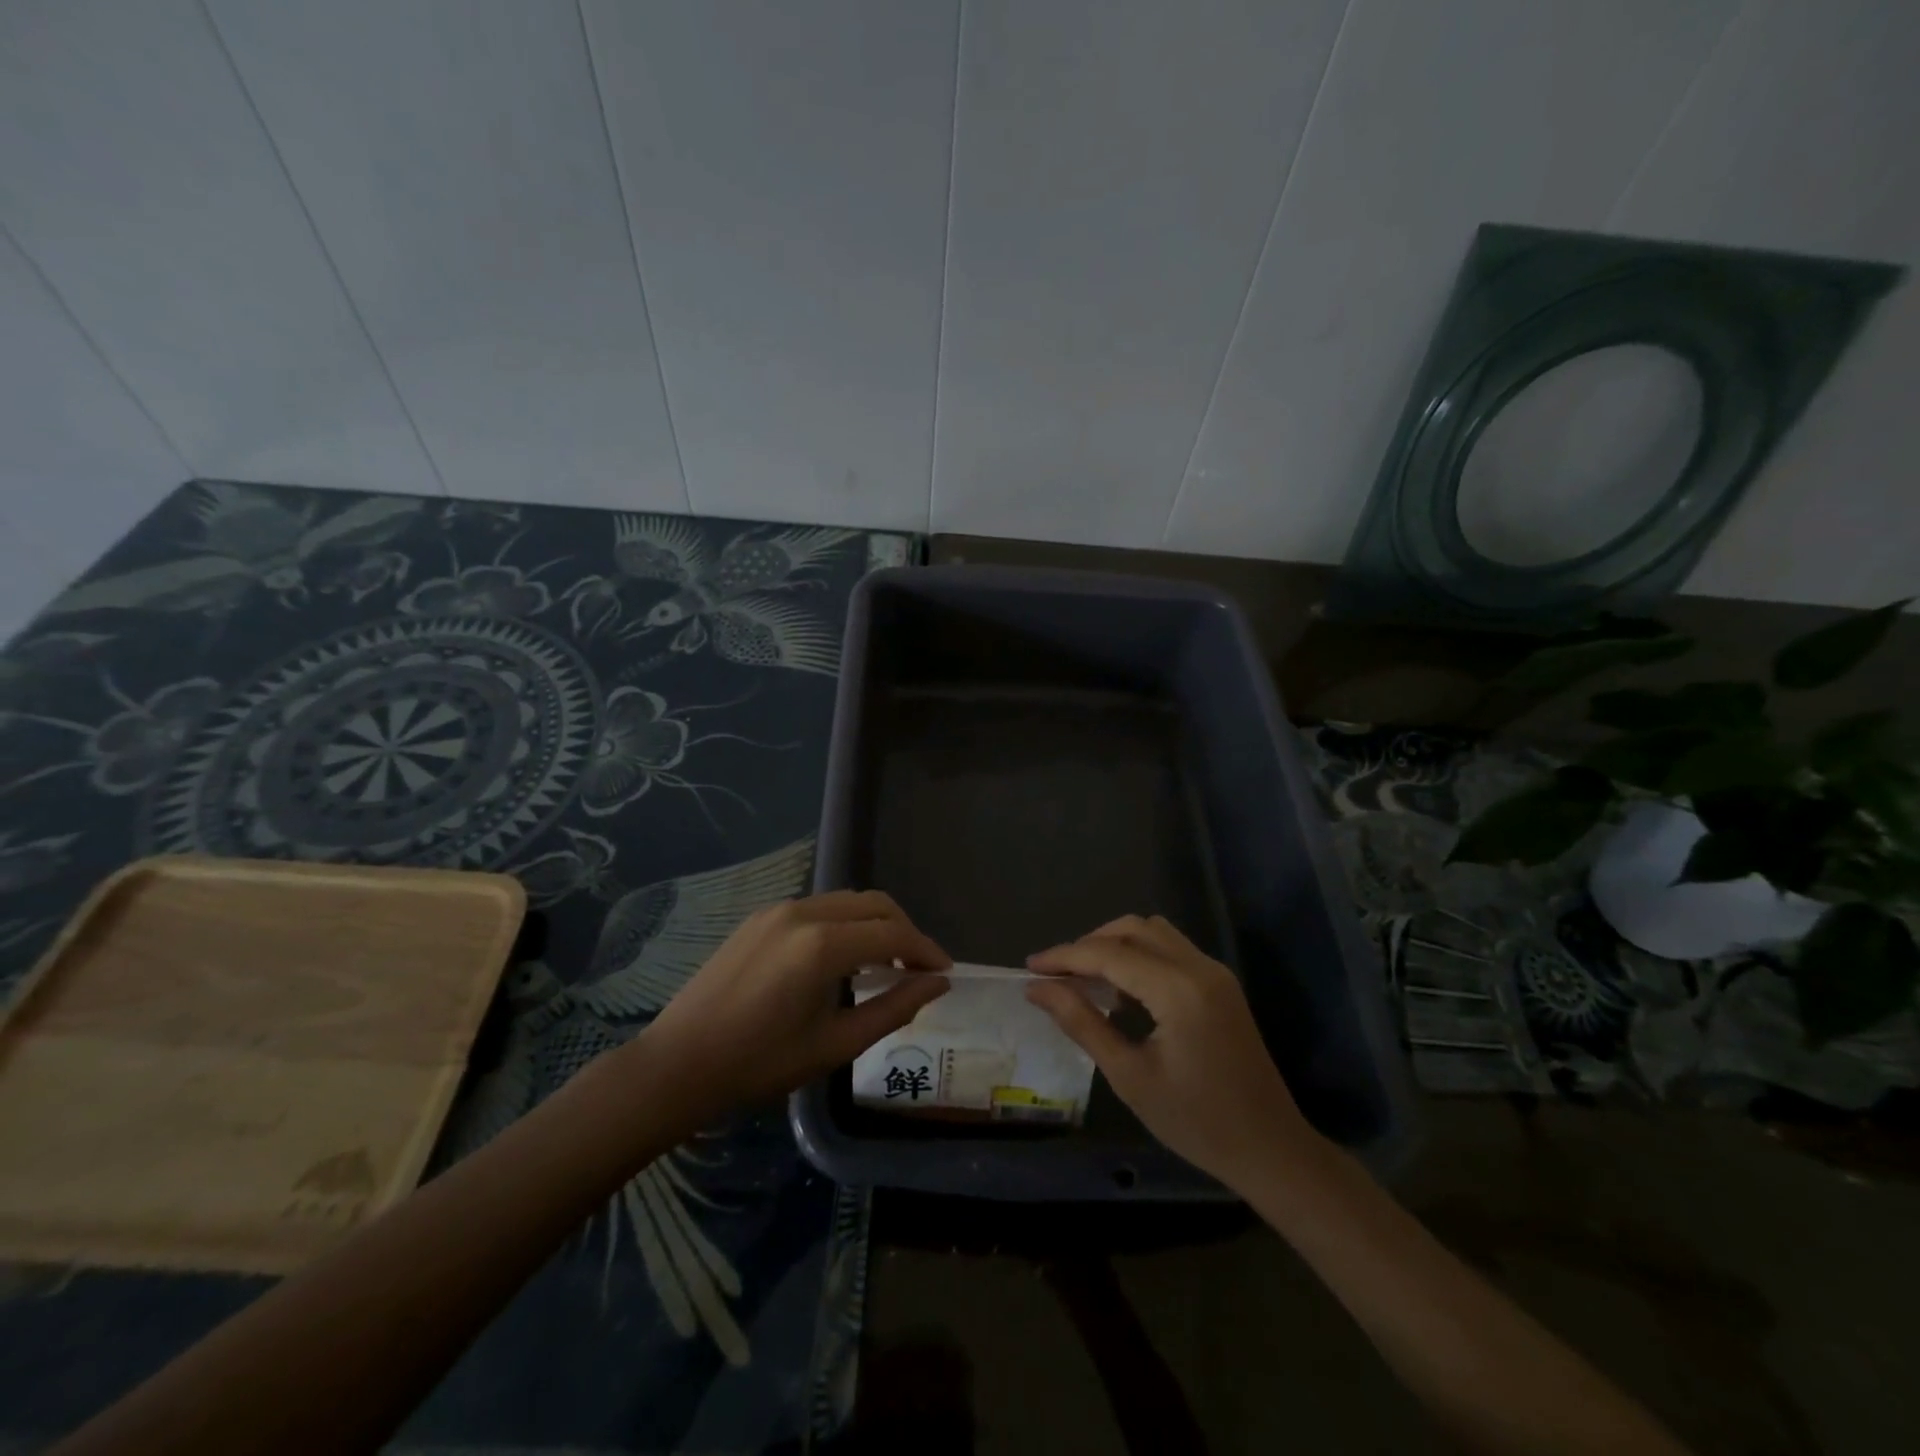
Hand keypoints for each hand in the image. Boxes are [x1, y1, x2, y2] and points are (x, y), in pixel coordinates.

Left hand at [632, 890, 949, 1124]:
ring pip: (847, 901)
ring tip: (885, 966)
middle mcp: (803, 912)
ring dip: (875, 925)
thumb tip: (937, 985)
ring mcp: (778, 909)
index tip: (945, 974)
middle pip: (875, 904)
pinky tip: (843, 959)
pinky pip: (819, 908)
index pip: (894, 934)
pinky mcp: (760, 917)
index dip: (926, 951)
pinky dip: (845, 925)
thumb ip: (893, 1008)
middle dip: (905, 931)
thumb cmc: (760, 1064)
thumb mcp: (836, 1044)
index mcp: (823, 945)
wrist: (678, 1064)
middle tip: (918, 970)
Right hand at [1026, 915, 1321, 1188]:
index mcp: (1178, 990)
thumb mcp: (1129, 1076)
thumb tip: (1038, 989)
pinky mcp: (1220, 984)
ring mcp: (1214, 972)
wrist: (1271, 1150)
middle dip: (1089, 944)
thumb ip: (1082, 1023)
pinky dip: (1139, 955)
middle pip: (1132, 929)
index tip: (1029, 968)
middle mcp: (1199, 967)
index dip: (1065, 956)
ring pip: (1153, 933)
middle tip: (1057, 975)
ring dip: (1115, 944)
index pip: (1109, 954)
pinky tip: (1121, 989)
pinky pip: (1171, 950)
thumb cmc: (1196, 1122)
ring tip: (1085, 979)